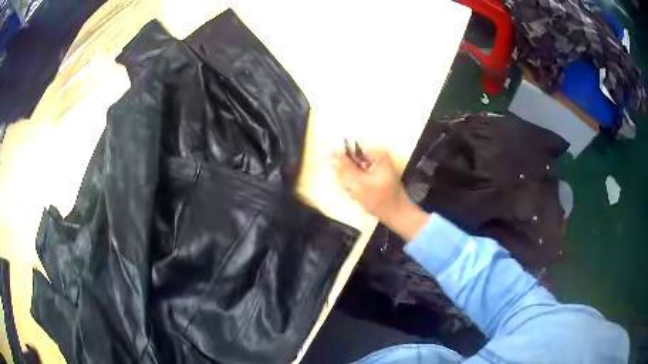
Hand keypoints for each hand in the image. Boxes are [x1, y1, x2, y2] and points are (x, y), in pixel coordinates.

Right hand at [329, 148, 428, 239]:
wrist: (396, 215)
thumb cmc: (380, 200)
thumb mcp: (359, 185)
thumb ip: (343, 168)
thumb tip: (327, 152)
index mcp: (376, 153)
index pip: (348, 153)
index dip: (343, 167)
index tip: (347, 182)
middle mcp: (376, 154)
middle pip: (350, 161)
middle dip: (348, 177)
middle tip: (353, 190)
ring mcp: (375, 164)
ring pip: (352, 169)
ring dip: (350, 183)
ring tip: (357, 194)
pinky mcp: (373, 173)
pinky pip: (357, 175)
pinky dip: (355, 185)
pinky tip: (360, 194)